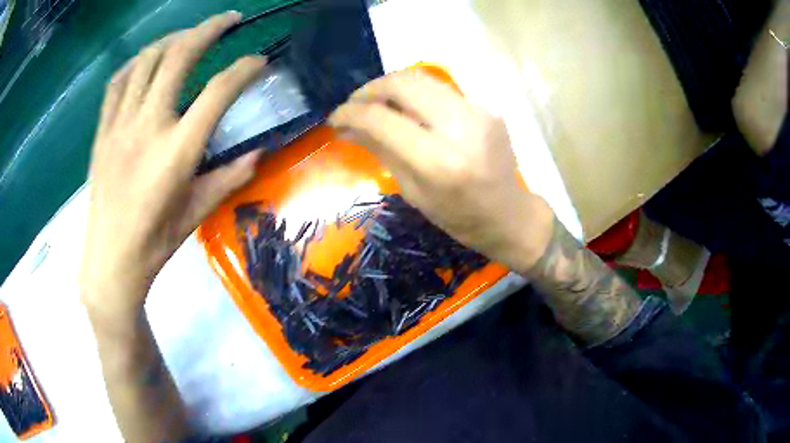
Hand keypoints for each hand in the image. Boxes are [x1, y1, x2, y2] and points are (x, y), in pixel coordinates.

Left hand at [80, 12, 265, 315]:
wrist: (110, 259)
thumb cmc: (154, 242)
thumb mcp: (196, 212)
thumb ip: (229, 177)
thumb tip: (259, 152)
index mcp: (176, 151)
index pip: (218, 91)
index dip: (245, 69)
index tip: (259, 62)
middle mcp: (148, 126)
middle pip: (180, 56)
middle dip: (209, 29)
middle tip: (229, 20)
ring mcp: (120, 124)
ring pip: (147, 59)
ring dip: (173, 39)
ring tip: (189, 36)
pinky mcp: (103, 130)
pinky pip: (118, 81)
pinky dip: (136, 62)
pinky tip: (147, 62)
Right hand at [329, 70, 553, 272]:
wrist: (510, 216)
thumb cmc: (459, 218)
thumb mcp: (413, 192)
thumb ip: (381, 151)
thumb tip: (346, 128)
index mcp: (438, 161)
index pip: (382, 118)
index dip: (351, 112)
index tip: (335, 117)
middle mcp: (460, 127)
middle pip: (403, 83)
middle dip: (370, 89)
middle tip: (354, 105)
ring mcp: (478, 112)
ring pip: (422, 78)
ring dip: (391, 86)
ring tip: (375, 104)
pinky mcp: (486, 107)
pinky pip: (441, 90)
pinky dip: (416, 95)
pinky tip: (407, 111)